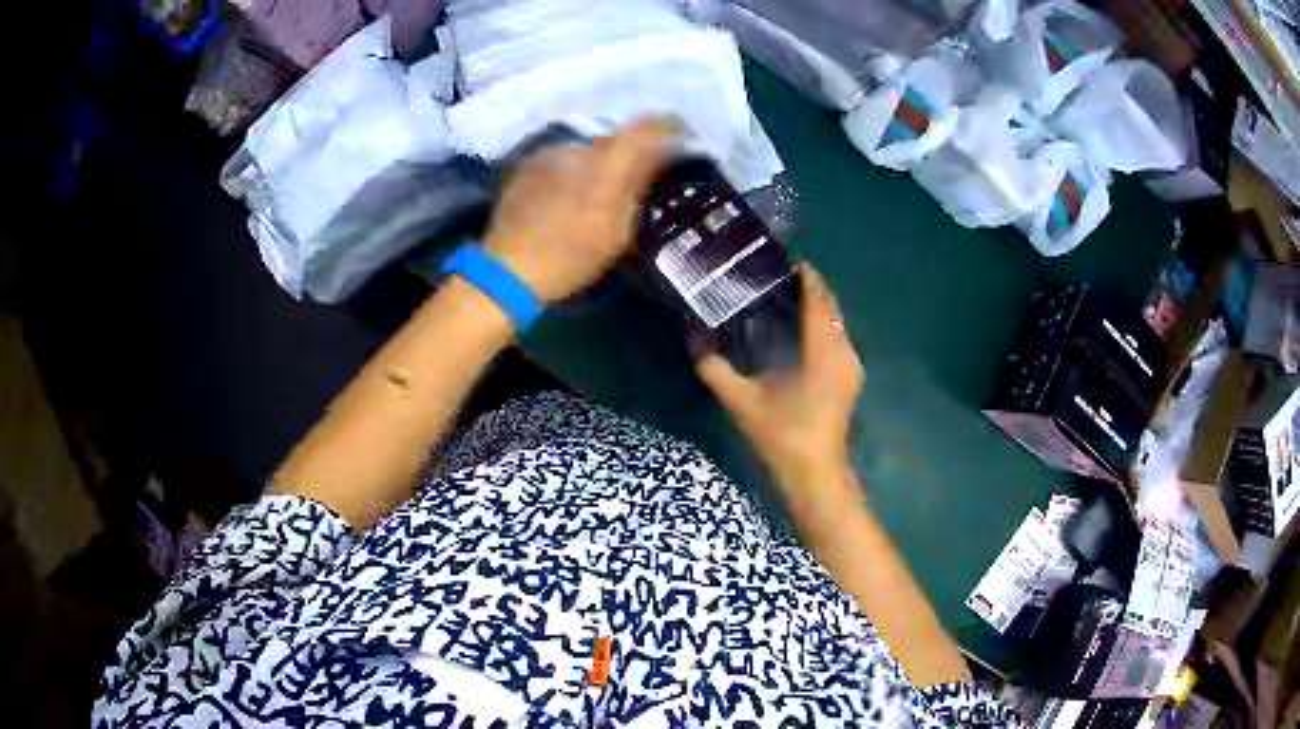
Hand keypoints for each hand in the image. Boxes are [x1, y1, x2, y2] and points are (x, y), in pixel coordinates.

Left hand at [482, 118, 677, 302]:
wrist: (506, 270)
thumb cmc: (569, 260)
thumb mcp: (616, 235)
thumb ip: (636, 189)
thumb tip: (656, 158)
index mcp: (604, 167)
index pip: (644, 129)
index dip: (667, 128)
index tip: (681, 137)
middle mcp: (577, 150)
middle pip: (615, 140)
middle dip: (630, 153)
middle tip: (636, 178)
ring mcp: (548, 155)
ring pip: (587, 150)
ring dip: (599, 164)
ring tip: (596, 193)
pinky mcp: (528, 165)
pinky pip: (562, 160)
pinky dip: (573, 171)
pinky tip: (567, 197)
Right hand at [696, 265, 863, 493]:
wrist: (815, 472)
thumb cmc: (781, 434)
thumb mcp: (741, 401)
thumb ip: (714, 368)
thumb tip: (693, 336)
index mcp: (822, 349)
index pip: (818, 298)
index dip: (806, 276)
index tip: (782, 261)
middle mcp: (843, 350)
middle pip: (831, 306)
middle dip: (809, 288)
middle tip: (776, 278)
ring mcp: (852, 364)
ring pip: (837, 321)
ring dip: (817, 306)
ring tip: (785, 299)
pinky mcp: (851, 377)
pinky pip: (839, 336)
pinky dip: (823, 324)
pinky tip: (801, 330)